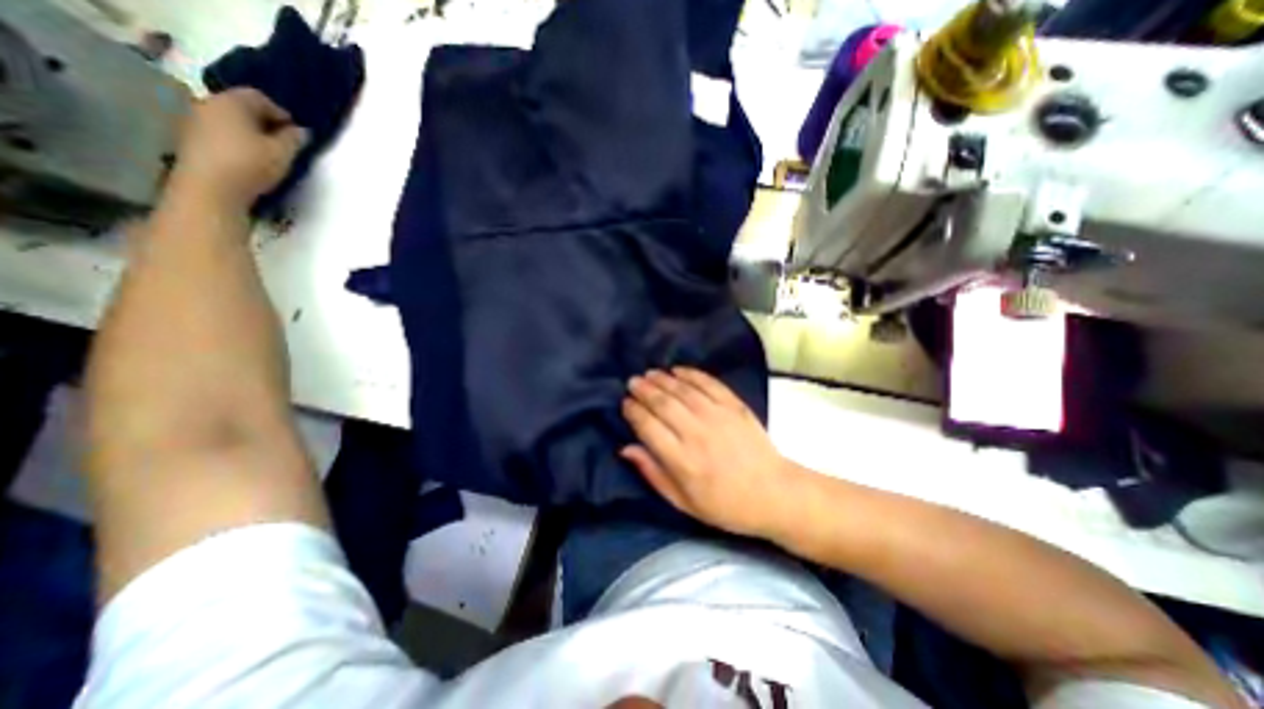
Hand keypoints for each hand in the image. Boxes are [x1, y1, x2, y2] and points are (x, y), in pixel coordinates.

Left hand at [171, 89, 309, 209]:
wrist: (210, 187)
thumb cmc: (250, 164)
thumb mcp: (283, 153)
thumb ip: (294, 139)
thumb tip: (300, 131)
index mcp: (232, 102)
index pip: (259, 97)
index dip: (281, 112)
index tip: (296, 132)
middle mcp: (208, 103)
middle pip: (240, 106)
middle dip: (264, 121)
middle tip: (283, 142)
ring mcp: (194, 120)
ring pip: (229, 119)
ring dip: (248, 131)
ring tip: (267, 152)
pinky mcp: (190, 138)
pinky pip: (219, 132)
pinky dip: (235, 140)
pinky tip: (247, 157)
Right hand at [622, 367, 796, 536]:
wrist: (774, 493)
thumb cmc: (725, 504)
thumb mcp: (683, 502)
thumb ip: (653, 473)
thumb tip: (626, 448)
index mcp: (682, 461)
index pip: (648, 427)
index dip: (633, 412)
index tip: (625, 403)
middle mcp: (697, 434)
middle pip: (663, 404)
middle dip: (644, 390)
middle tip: (632, 382)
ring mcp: (718, 416)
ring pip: (683, 390)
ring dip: (663, 379)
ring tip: (650, 373)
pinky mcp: (735, 406)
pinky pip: (709, 383)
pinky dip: (691, 374)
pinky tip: (678, 370)